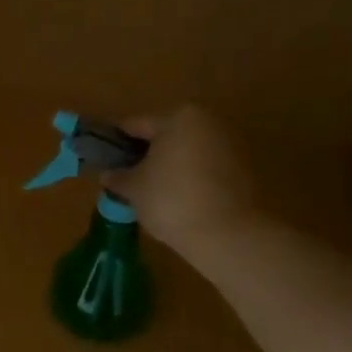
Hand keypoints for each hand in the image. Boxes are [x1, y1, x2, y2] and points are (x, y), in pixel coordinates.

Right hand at [106, 105, 261, 256]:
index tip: (105, 161)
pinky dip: (190, 179)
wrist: (228, 234)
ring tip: (152, 195)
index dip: (116, 143)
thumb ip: (118, 177)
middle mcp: (208, 122)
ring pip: (187, 152)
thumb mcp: (134, 189)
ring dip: (169, 168)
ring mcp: (231, 144)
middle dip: (146, 155)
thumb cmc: (172, 200)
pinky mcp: (246, 169)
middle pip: (166, 136)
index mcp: (179, 117)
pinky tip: (178, 202)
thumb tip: (109, 175)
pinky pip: (206, 168)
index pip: (136, 125)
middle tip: (128, 179)